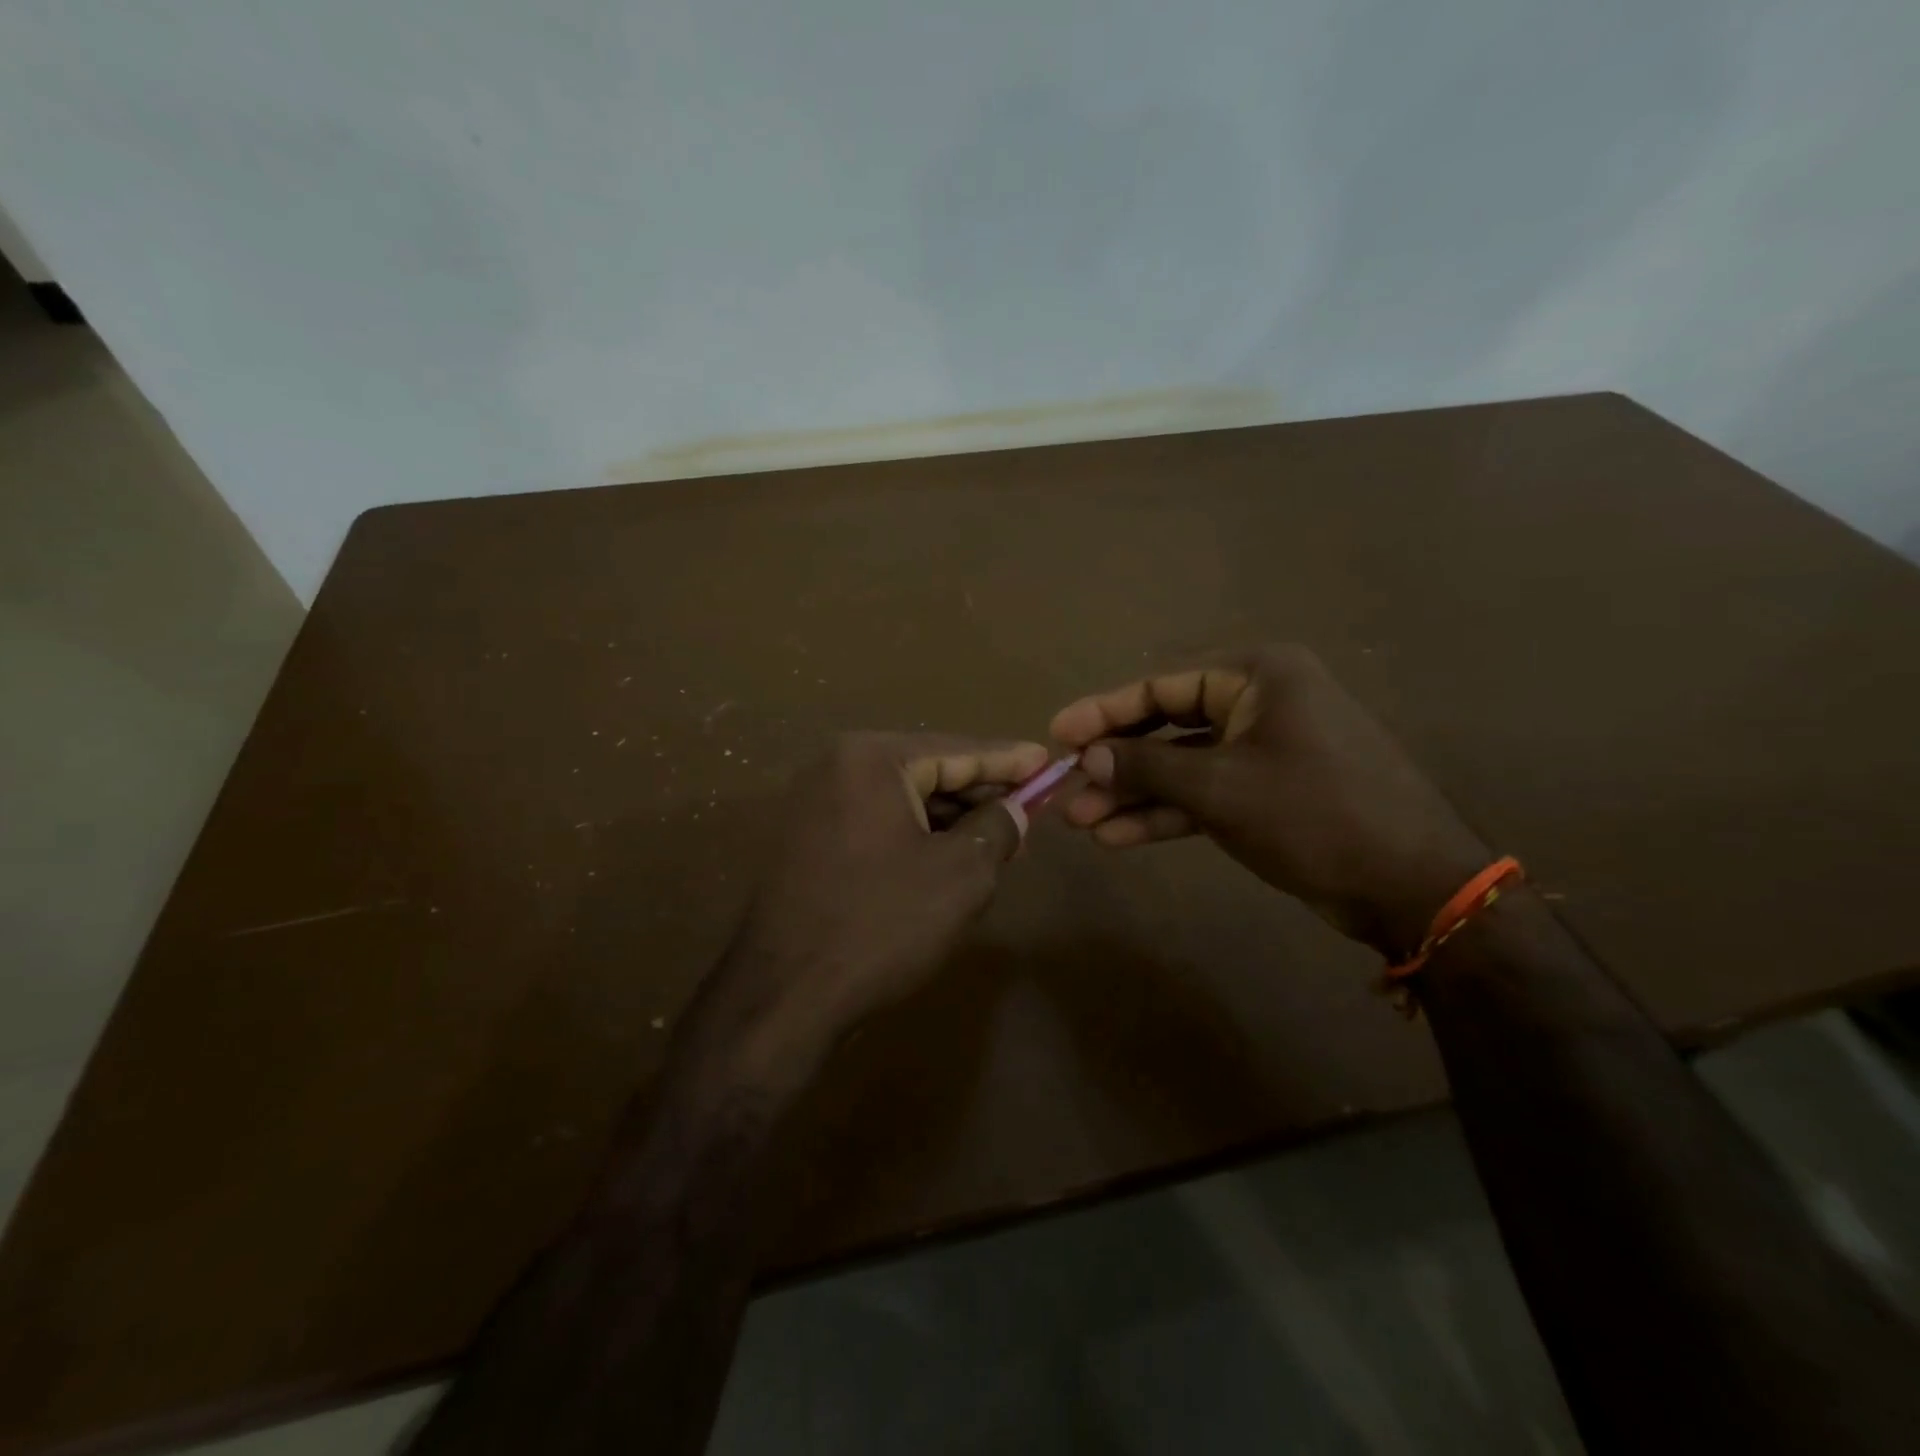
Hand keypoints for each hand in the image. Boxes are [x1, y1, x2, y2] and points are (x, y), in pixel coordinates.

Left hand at [714, 732, 1047, 1066]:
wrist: (784, 997)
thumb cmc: (882, 924)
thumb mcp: (961, 875)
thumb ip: (997, 828)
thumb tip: (1014, 808)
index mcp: (871, 759)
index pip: (956, 750)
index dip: (1008, 759)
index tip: (1048, 760)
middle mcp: (836, 768)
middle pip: (927, 771)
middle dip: (980, 794)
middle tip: (1029, 810)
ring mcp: (815, 805)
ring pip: (902, 801)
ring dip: (951, 820)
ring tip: (998, 841)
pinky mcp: (807, 841)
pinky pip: (876, 824)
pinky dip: (916, 836)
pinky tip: (949, 859)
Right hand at [1050, 645, 1490, 954]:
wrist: (1410, 885)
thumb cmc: (1314, 814)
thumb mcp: (1220, 787)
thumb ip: (1147, 765)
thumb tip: (1085, 754)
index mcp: (1257, 676)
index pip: (1162, 687)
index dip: (1104, 711)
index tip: (1057, 733)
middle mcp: (1260, 703)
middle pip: (1168, 727)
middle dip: (1116, 763)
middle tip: (1065, 787)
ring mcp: (1264, 750)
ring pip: (1183, 767)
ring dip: (1134, 794)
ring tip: (1081, 822)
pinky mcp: (1268, 793)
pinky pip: (1205, 795)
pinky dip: (1166, 814)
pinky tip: (1118, 835)